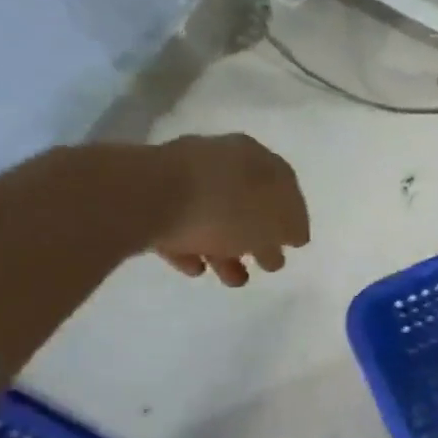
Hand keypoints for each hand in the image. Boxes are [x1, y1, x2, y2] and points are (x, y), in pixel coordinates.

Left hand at [149, 134, 309, 286]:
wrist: (142, 197)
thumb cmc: (223, 208)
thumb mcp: (275, 223)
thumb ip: (291, 228)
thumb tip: (293, 233)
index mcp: (256, 158)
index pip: (285, 187)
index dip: (293, 218)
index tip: (295, 245)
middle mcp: (221, 159)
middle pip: (248, 203)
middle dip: (258, 237)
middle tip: (266, 265)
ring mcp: (182, 175)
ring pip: (214, 217)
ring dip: (227, 250)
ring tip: (232, 279)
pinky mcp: (150, 196)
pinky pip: (179, 225)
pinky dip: (192, 247)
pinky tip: (197, 268)